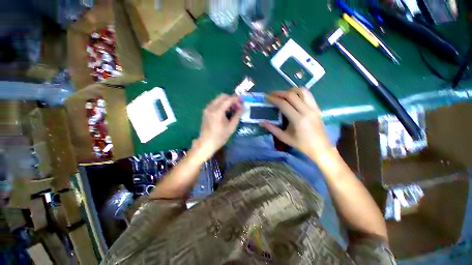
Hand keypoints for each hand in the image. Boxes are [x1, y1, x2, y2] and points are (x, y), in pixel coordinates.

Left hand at [194, 94, 242, 159]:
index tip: (243, 99)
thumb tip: (243, 107)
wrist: (206, 143)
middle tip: (238, 105)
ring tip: (233, 108)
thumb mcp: (231, 127)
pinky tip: (226, 111)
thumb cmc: (220, 137)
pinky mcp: (205, 111)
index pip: (228, 100)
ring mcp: (207, 109)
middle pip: (222, 96)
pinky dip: (221, 103)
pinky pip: (215, 103)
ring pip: (218, 98)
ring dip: (226, 101)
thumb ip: (237, 115)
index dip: (237, 98)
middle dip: (231, 98)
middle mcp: (211, 107)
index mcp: (217, 112)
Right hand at [260, 88, 333, 160]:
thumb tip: (261, 122)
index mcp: (298, 120)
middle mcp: (307, 111)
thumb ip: (272, 129)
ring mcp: (313, 108)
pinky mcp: (317, 107)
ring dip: (290, 90)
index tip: (266, 97)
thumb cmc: (301, 144)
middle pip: (292, 95)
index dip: (274, 99)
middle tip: (271, 94)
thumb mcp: (284, 137)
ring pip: (302, 91)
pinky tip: (293, 97)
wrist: (320, 147)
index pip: (284, 104)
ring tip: (282, 94)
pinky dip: (298, 92)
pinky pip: (308, 95)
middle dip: (279, 93)